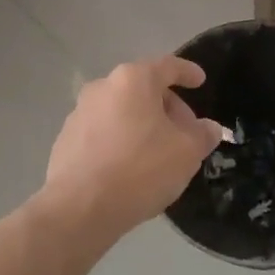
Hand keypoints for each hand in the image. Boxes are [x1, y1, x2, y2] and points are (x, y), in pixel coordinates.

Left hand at [38, 56, 225, 240]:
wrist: (79, 208)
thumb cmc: (140, 169)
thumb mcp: (186, 153)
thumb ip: (202, 135)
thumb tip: (208, 128)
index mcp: (132, 80)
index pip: (167, 66)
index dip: (187, 72)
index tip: (199, 81)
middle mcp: (102, 87)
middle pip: (143, 89)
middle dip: (168, 107)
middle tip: (185, 134)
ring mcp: (79, 113)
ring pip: (122, 112)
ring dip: (143, 126)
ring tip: (159, 155)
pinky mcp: (66, 140)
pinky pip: (104, 132)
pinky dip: (121, 141)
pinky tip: (131, 169)